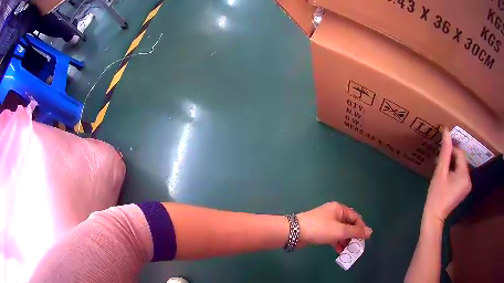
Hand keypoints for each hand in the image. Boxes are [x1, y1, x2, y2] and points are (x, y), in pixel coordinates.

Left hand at [297, 202, 371, 252]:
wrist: (295, 232)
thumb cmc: (320, 228)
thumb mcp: (340, 231)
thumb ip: (356, 232)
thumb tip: (370, 232)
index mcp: (340, 209)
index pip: (356, 217)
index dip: (361, 228)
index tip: (364, 240)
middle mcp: (334, 214)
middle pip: (348, 225)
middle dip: (353, 236)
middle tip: (357, 247)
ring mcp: (326, 222)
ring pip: (340, 232)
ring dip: (345, 241)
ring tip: (349, 251)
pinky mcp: (320, 231)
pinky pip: (333, 236)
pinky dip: (337, 243)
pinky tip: (340, 251)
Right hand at [424, 130, 471, 222]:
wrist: (434, 217)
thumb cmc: (436, 195)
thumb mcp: (440, 172)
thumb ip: (445, 152)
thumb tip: (446, 131)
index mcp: (464, 175)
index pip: (460, 153)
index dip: (450, 150)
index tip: (440, 153)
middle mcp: (469, 179)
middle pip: (461, 160)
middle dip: (451, 158)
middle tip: (439, 162)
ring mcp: (467, 185)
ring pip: (460, 167)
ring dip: (452, 165)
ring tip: (441, 170)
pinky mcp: (464, 189)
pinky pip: (460, 174)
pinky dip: (454, 172)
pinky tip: (446, 177)